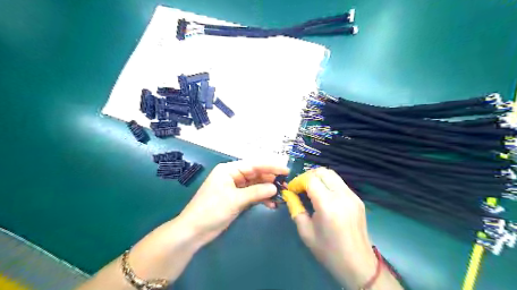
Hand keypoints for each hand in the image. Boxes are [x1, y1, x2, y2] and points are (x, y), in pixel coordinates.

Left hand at [180, 161, 288, 246]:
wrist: (194, 231)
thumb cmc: (212, 210)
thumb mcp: (235, 200)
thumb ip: (256, 192)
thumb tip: (274, 187)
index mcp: (229, 170)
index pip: (254, 164)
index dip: (271, 166)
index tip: (286, 170)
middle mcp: (233, 176)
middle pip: (255, 174)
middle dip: (270, 179)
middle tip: (285, 184)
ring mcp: (235, 188)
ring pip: (255, 185)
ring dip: (267, 190)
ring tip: (281, 195)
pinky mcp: (236, 199)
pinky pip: (252, 195)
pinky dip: (261, 198)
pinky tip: (271, 204)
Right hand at [293, 167, 378, 288]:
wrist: (358, 264)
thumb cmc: (328, 251)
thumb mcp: (305, 232)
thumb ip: (295, 208)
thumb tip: (288, 194)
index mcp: (328, 205)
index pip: (310, 179)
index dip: (298, 181)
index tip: (292, 190)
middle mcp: (342, 195)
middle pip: (322, 172)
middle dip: (308, 176)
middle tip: (300, 188)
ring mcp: (352, 196)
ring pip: (332, 174)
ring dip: (318, 178)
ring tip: (310, 190)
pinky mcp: (357, 199)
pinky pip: (339, 183)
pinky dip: (328, 183)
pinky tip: (323, 196)